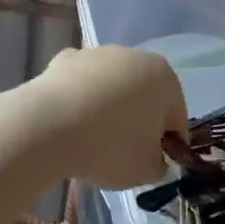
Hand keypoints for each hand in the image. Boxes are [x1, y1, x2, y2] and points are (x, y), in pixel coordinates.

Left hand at [23, 46, 187, 190]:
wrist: (48, 126)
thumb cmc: (110, 146)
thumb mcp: (147, 170)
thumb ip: (158, 163)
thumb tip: (153, 157)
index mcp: (164, 78)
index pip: (176, 116)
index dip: (168, 144)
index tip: (153, 163)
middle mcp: (133, 55)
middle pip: (144, 95)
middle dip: (139, 120)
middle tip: (124, 153)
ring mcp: (96, 53)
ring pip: (111, 86)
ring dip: (108, 107)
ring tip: (92, 139)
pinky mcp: (64, 59)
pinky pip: (81, 83)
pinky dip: (79, 98)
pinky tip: (69, 122)